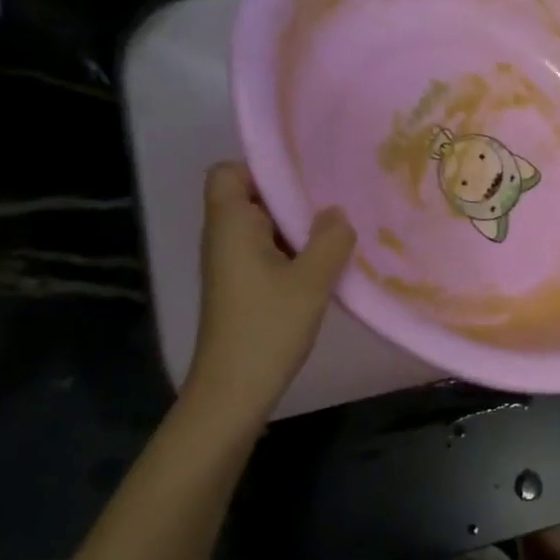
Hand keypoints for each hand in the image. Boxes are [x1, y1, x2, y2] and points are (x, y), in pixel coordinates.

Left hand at [182, 163, 355, 428]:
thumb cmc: (268, 327)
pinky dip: (290, 253)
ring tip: (335, 235)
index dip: (262, 169)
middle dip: (290, 199)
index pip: (229, 172)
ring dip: (295, 229)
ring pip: (261, 228)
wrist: (234, 390)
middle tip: (333, 206)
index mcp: (230, 225)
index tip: (304, 182)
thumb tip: (336, 214)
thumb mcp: (312, 281)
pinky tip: (322, 268)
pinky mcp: (239, 287)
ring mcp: (229, 264)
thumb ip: (330, 240)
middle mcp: (223, 237)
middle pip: (250, 198)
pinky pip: (264, 253)